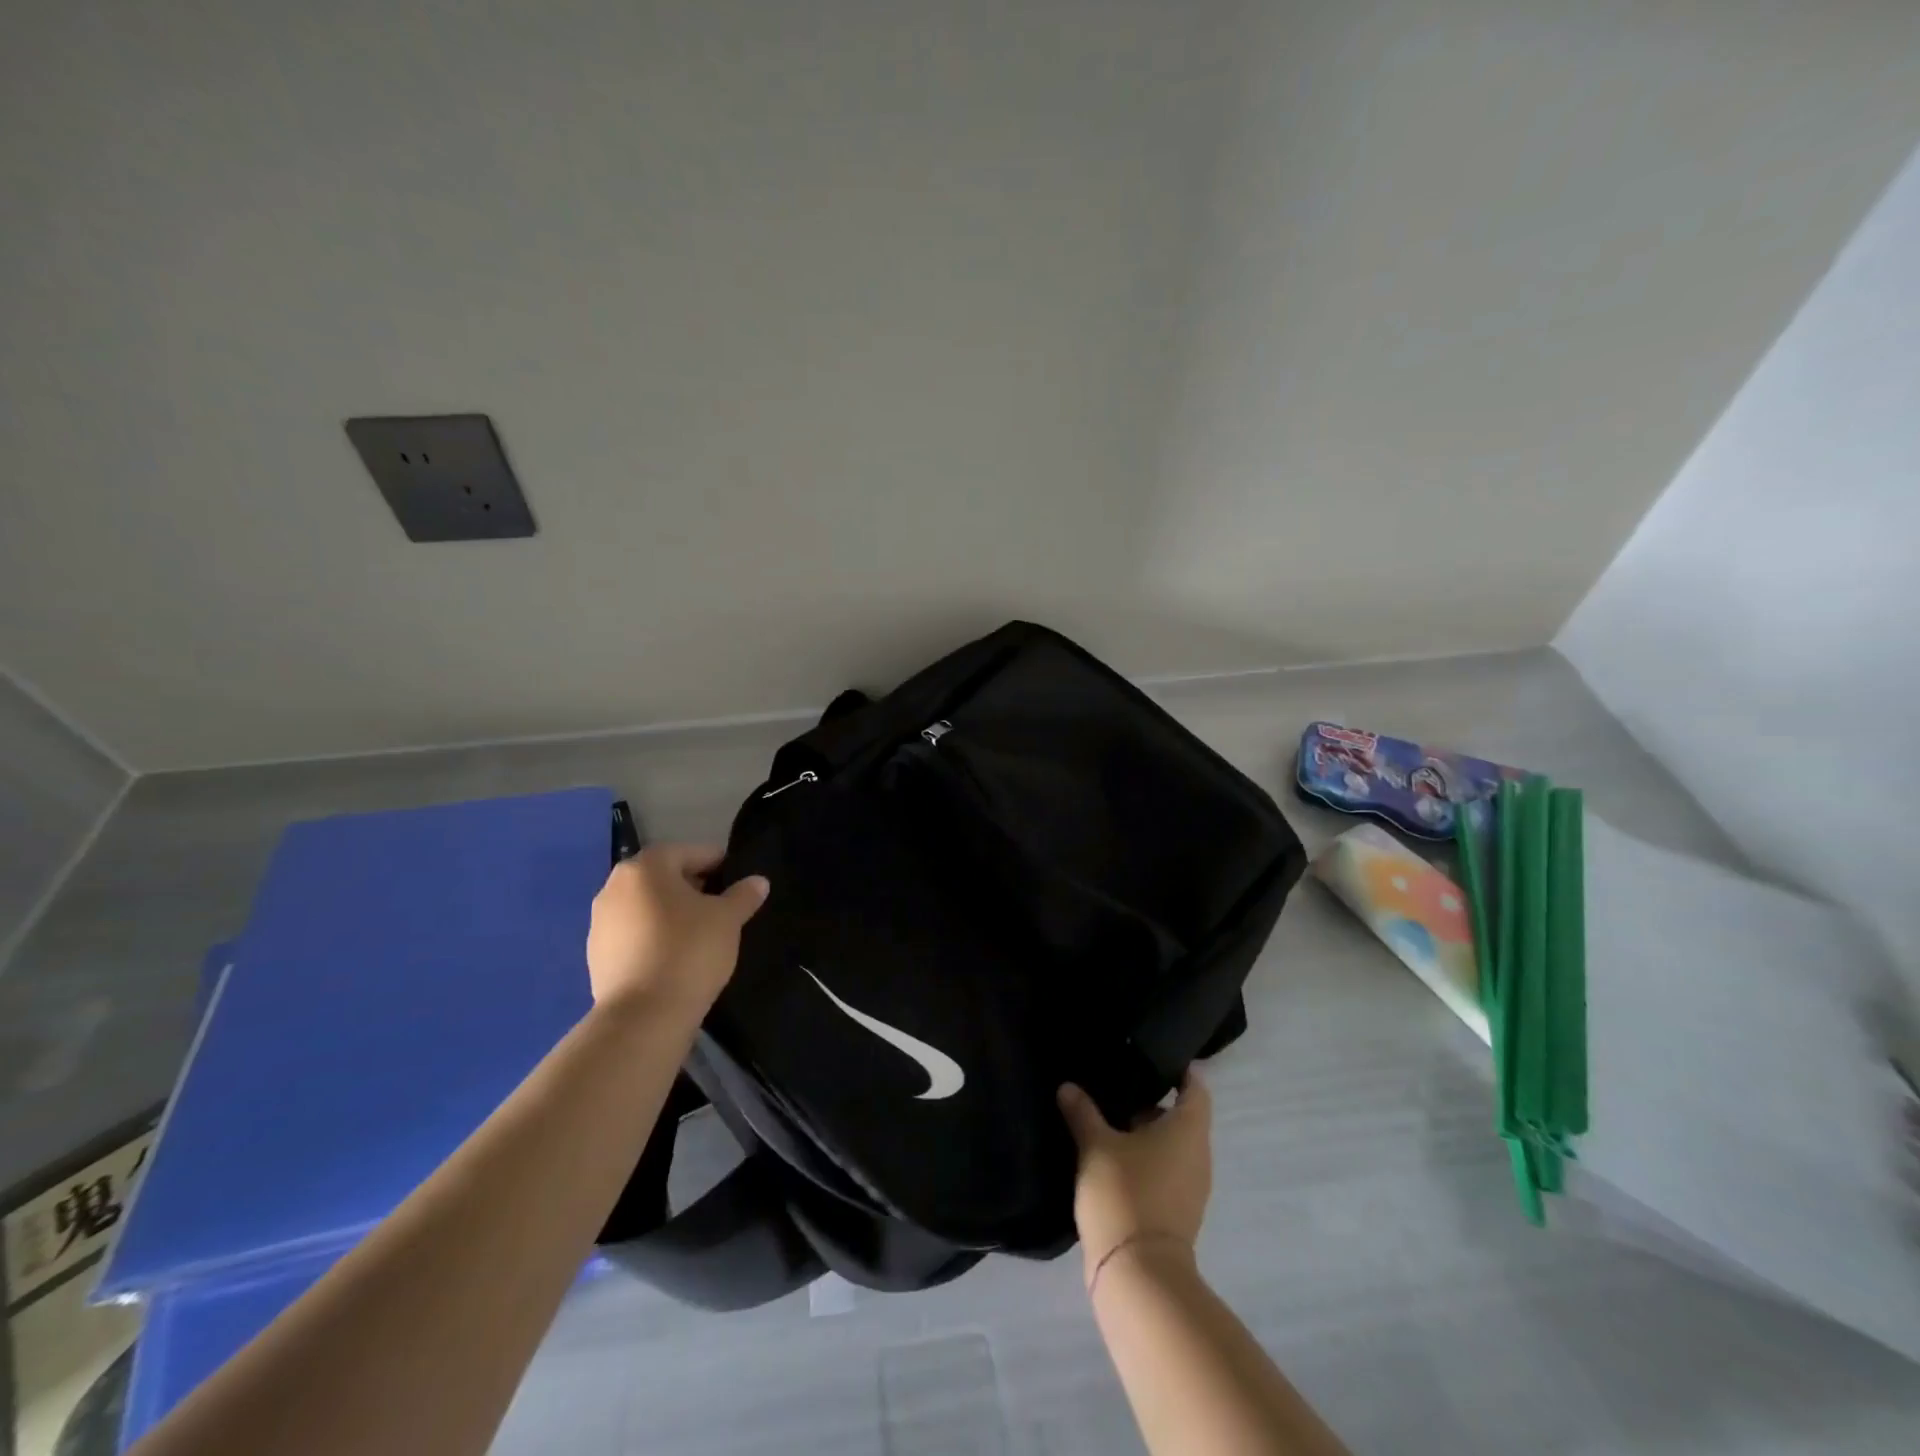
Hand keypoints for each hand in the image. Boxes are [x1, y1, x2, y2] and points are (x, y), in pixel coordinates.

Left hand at [586, 845, 768, 1020]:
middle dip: (692, 888)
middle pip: (663, 877)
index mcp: (646, 867)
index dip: (718, 864)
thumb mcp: (728, 919)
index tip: (737, 882)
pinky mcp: (596, 955)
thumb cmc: (689, 951)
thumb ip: (743, 895)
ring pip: (646, 906)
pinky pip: (633, 934)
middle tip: (721, 907)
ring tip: (699, 934)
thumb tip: (758, 881)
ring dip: (670, 913)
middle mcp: (614, 887)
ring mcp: (600, 922)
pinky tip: (674, 957)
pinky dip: (653, 937)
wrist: (643, 1016)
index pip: (689, 852)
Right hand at [1057, 1073, 1212, 1286]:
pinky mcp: (1178, 1212)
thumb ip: (1083, 1113)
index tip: (1150, 1057)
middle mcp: (1198, 1154)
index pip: (1195, 1087)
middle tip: (1115, 1085)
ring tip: (1107, 1119)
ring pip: (1171, 1146)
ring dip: (1145, 1134)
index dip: (1178, 1070)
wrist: (1138, 1275)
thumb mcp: (1095, 1146)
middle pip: (1181, 1116)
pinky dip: (1145, 1160)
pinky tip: (1112, 1158)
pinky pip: (1166, 1171)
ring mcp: (1191, 1187)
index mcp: (1188, 1129)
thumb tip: (1068, 1087)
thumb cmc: (1124, 1194)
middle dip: (1150, 1101)